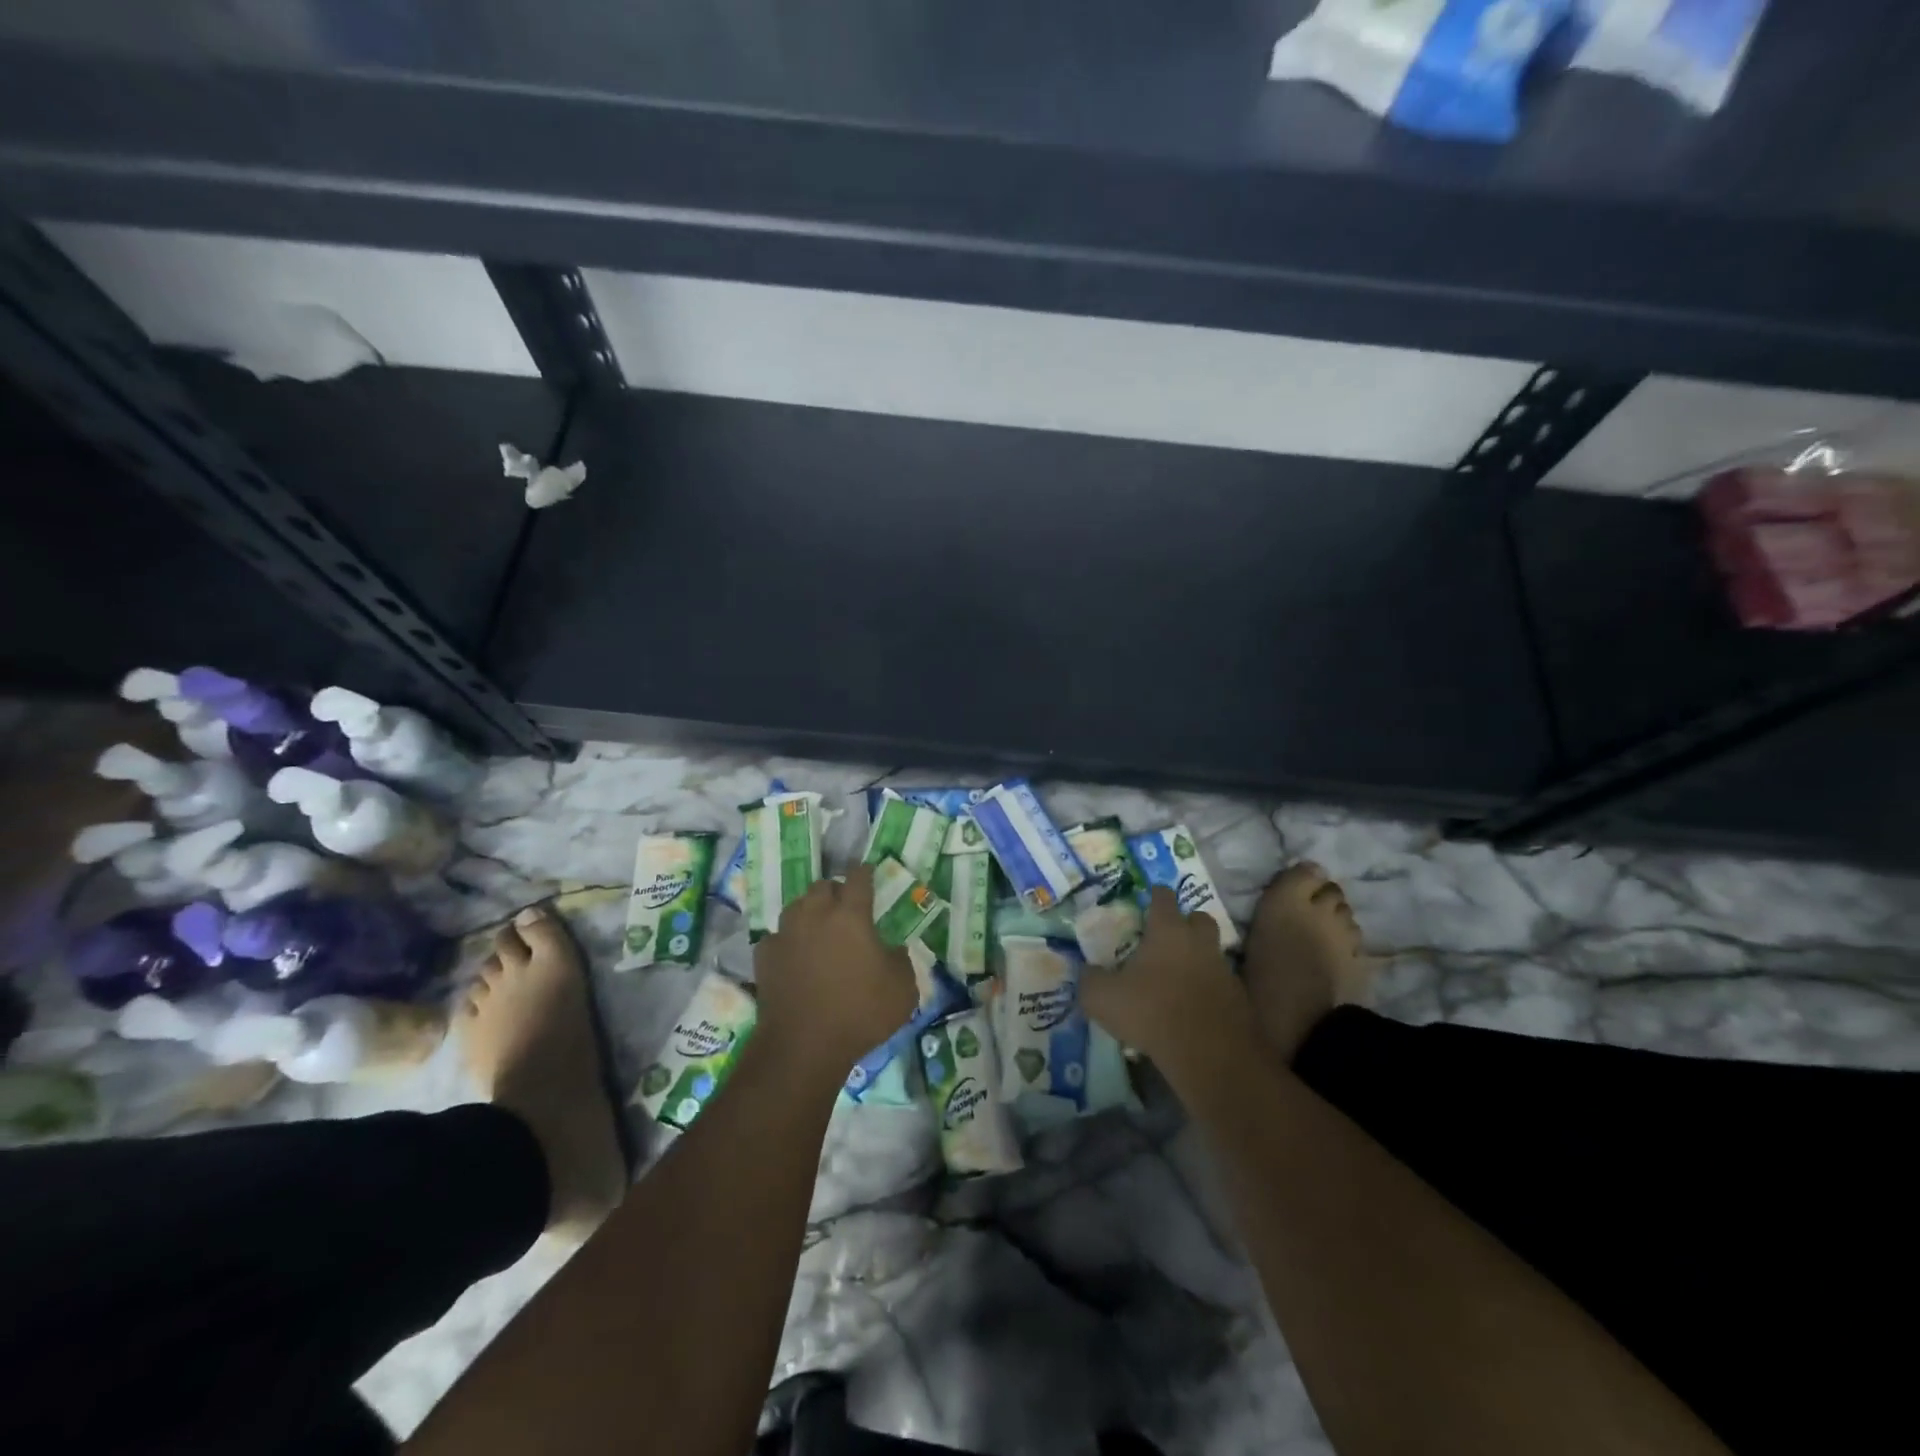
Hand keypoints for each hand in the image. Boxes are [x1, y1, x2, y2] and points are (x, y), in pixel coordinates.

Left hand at [751, 864, 915, 1081]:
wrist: (803, 1046)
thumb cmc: (859, 1013)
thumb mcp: (902, 990)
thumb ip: (901, 961)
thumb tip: (893, 950)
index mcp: (851, 915)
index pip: (859, 878)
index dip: (866, 873)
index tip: (869, 873)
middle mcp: (815, 915)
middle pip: (823, 886)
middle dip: (835, 891)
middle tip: (845, 907)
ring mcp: (785, 934)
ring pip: (796, 907)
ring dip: (809, 911)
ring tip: (818, 928)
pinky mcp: (764, 956)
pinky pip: (777, 936)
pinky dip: (787, 940)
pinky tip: (793, 955)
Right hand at [1080, 887, 1251, 1082]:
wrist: (1209, 1054)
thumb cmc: (1151, 1012)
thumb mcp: (1102, 998)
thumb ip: (1090, 980)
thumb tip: (1087, 972)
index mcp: (1167, 931)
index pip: (1163, 897)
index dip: (1155, 895)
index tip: (1149, 897)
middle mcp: (1198, 942)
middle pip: (1199, 918)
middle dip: (1186, 922)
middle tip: (1167, 936)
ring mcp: (1223, 969)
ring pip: (1212, 951)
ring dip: (1198, 957)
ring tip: (1177, 974)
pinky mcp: (1237, 998)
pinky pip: (1220, 983)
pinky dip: (1208, 988)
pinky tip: (1192, 1005)